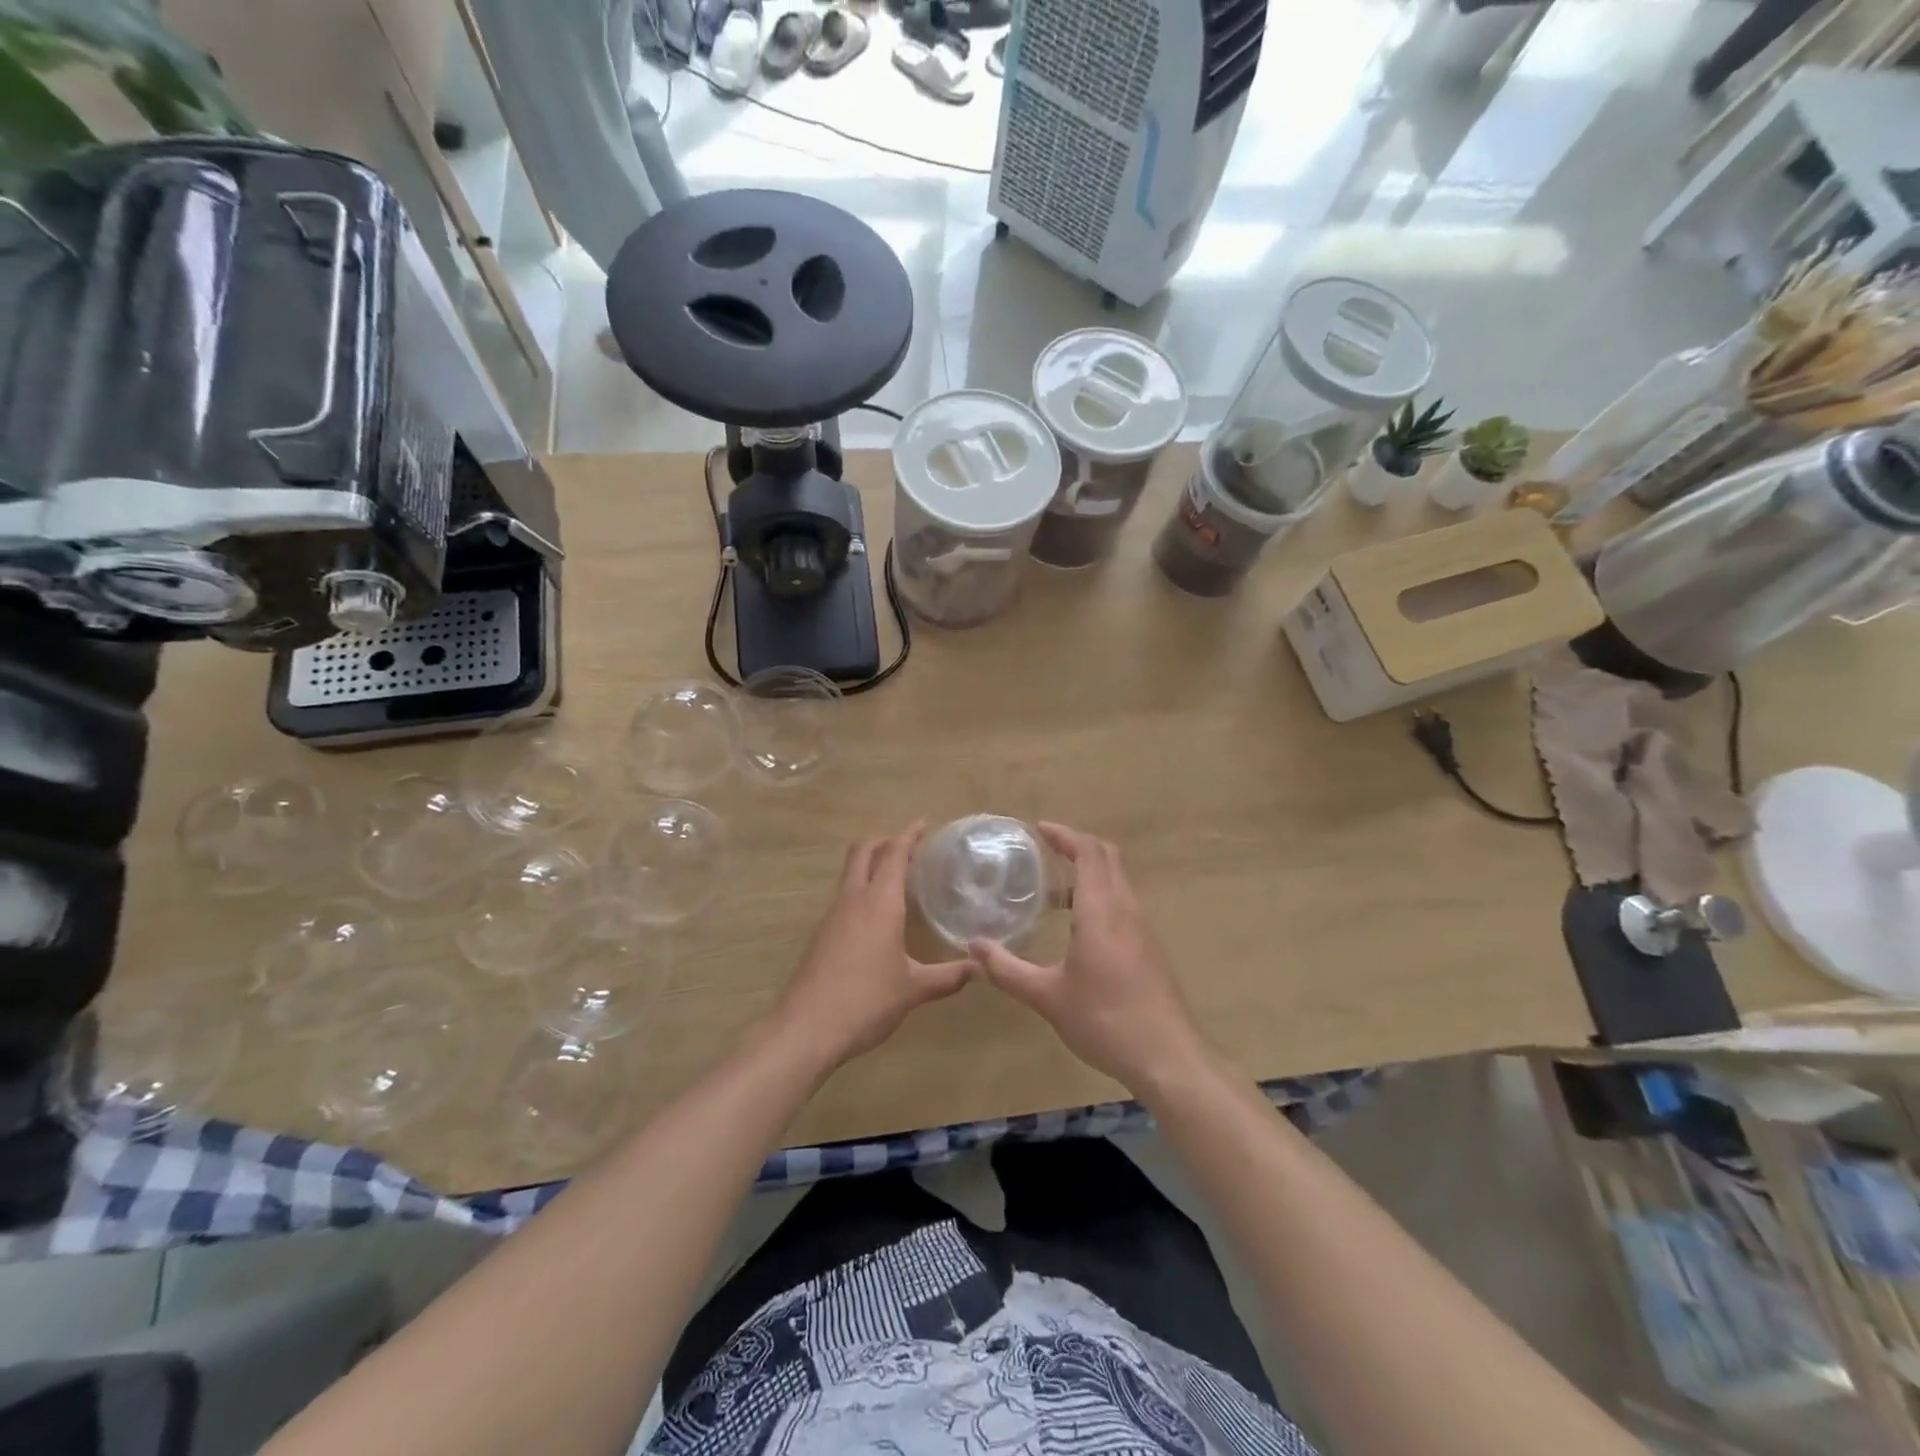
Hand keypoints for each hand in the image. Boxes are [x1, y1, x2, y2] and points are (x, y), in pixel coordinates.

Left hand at [773, 822, 973, 1069]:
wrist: (805, 1030)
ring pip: (850, 874)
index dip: (909, 836)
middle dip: (885, 841)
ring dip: (871, 865)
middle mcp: (853, 900)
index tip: (924, 824)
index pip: (894, 854)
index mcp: (879, 903)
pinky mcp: (821, 936)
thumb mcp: (913, 989)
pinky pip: (844, 898)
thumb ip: (947, 977)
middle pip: (863, 852)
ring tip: (897, 878)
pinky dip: (862, 890)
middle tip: (909, 846)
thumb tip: (979, 968)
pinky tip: (877, 917)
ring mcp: (832, 917)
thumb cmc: (865, 1001)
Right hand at [969, 823, 1205, 1092]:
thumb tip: (974, 946)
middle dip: (1077, 846)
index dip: (1065, 835)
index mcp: (1102, 910)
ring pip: (1118, 881)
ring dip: (1089, 873)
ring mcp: (1142, 928)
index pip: (1088, 852)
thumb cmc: (1105, 1020)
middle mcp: (1126, 909)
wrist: (1168, 1057)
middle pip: (1107, 857)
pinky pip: (1123, 904)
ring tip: (1053, 893)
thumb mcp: (1048, 997)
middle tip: (1045, 850)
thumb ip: (1008, 970)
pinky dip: (1100, 896)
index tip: (1039, 829)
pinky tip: (1078, 929)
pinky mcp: (1149, 948)